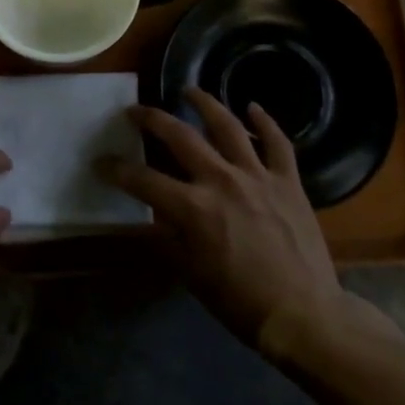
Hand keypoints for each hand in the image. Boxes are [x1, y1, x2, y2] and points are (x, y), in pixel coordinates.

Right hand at [99, 87, 396, 358]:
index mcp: (192, 208)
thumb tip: (151, 217)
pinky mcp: (288, 181)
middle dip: (151, 119)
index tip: (100, 162)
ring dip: (205, 103)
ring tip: (189, 90)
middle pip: (179, 136)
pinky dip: (266, 121)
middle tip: (135, 111)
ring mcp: (258, 176)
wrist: (303, 314)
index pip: (142, 180)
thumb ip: (167, 237)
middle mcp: (221, 180)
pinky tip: (253, 107)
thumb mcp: (190, 273)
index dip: (116, 169)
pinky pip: (277, 142)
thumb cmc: (239, 301)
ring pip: (228, 126)